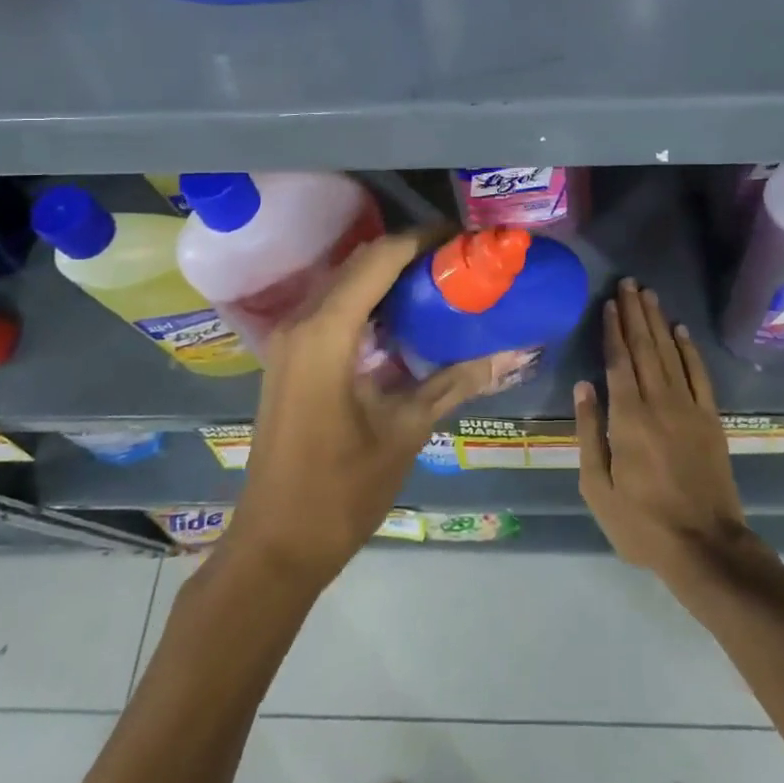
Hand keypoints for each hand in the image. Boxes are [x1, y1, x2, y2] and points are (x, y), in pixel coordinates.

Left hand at [224, 232, 491, 589]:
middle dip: (410, 251)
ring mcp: (289, 340)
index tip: (465, 237)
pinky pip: (333, 306)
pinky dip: (369, 297)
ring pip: (344, 281)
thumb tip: (509, 352)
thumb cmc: (340, 490)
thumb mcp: (405, 431)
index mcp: (326, 333)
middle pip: (361, 262)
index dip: (423, 239)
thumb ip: (455, 382)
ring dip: (388, 273)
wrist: (274, 546)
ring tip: (440, 278)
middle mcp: (301, 322)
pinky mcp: (290, 358)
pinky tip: (404, 314)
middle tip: (460, 258)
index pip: (380, 259)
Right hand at [575, 279, 749, 580]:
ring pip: (670, 353)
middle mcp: (659, 402)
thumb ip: (589, 433)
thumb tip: (583, 386)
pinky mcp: (711, 419)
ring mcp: (689, 408)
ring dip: (658, 322)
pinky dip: (690, 350)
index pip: (618, 361)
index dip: (613, 329)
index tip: (609, 303)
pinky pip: (699, 375)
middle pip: (644, 348)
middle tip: (629, 283)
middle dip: (635, 313)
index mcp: (627, 418)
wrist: (706, 546)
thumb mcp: (598, 487)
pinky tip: (682, 330)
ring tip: (649, 295)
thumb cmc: (642, 522)